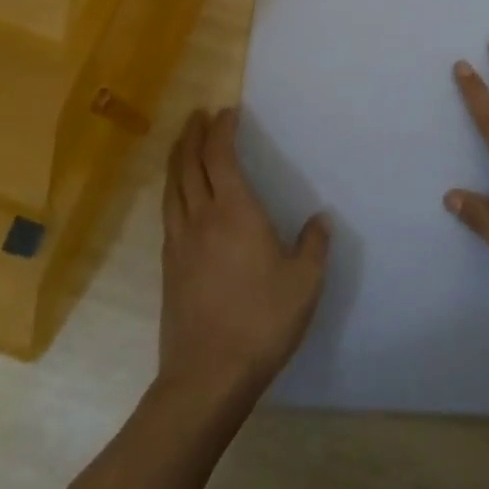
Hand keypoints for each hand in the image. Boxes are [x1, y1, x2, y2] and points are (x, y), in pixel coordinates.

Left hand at [159, 108, 330, 396]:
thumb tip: (321, 219)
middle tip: (198, 115)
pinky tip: (179, 196)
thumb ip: (314, 245)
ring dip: (177, 158)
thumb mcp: (304, 282)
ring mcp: (179, 243)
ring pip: (172, 187)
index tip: (226, 112)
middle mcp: (201, 218)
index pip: (220, 156)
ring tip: (182, 143)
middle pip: (189, 164)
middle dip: (193, 135)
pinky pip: (168, 212)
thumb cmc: (261, 321)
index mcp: (235, 212)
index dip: (221, 130)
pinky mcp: (168, 267)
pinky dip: (173, 190)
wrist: (206, 376)